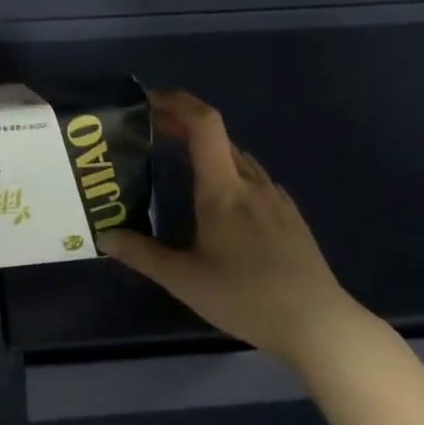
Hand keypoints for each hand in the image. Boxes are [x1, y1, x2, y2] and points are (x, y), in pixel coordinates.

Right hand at [101, 89, 356, 359]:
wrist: (319, 324)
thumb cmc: (246, 298)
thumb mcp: (185, 280)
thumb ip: (142, 254)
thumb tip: (104, 235)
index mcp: (223, 189)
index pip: (204, 124)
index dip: (177, 102)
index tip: (147, 100)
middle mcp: (251, 183)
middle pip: (217, 136)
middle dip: (181, 124)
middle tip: (149, 131)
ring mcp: (276, 198)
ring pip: (236, 157)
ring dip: (205, 148)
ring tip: (179, 162)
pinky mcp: (290, 216)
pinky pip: (253, 178)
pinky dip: (228, 171)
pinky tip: (222, 200)